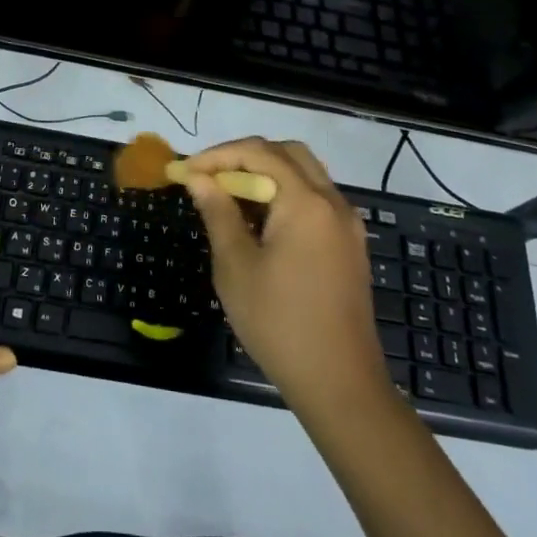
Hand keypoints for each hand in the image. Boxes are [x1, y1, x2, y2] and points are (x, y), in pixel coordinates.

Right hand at [182, 138, 389, 421]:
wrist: (340, 384)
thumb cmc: (279, 323)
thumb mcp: (236, 266)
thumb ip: (218, 213)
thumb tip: (198, 178)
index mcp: (305, 202)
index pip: (259, 153)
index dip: (218, 155)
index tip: (186, 171)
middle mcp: (333, 202)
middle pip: (287, 153)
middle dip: (245, 157)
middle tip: (211, 177)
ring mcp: (347, 224)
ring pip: (305, 174)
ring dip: (267, 174)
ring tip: (231, 198)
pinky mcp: (350, 245)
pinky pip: (316, 200)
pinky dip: (286, 195)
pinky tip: (262, 223)